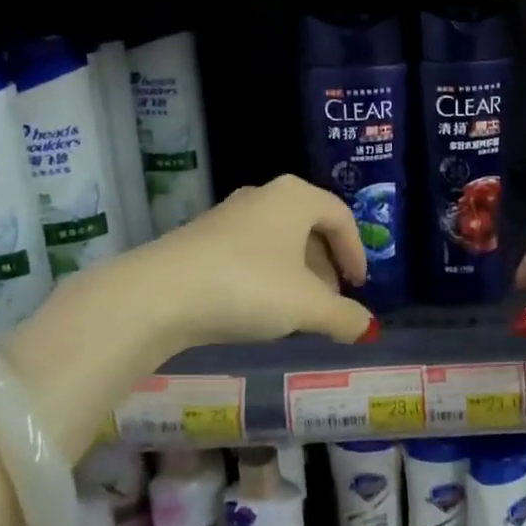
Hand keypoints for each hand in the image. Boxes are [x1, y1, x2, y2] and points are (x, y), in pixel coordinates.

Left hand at [115, 174, 378, 351]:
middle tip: (330, 303)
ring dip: (296, 276)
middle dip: (326, 268)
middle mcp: (263, 197)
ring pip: (278, 243)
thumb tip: (366, 328)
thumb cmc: (248, 286)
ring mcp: (228, 216)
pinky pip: (249, 254)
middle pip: (309, 228)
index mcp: (295, 198)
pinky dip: (266, 278)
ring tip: (297, 312)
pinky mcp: (200, 239)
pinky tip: (259, 310)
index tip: (359, 287)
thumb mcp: (308, 306)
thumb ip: (344, 316)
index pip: (341, 217)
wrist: (159, 295)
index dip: (357, 253)